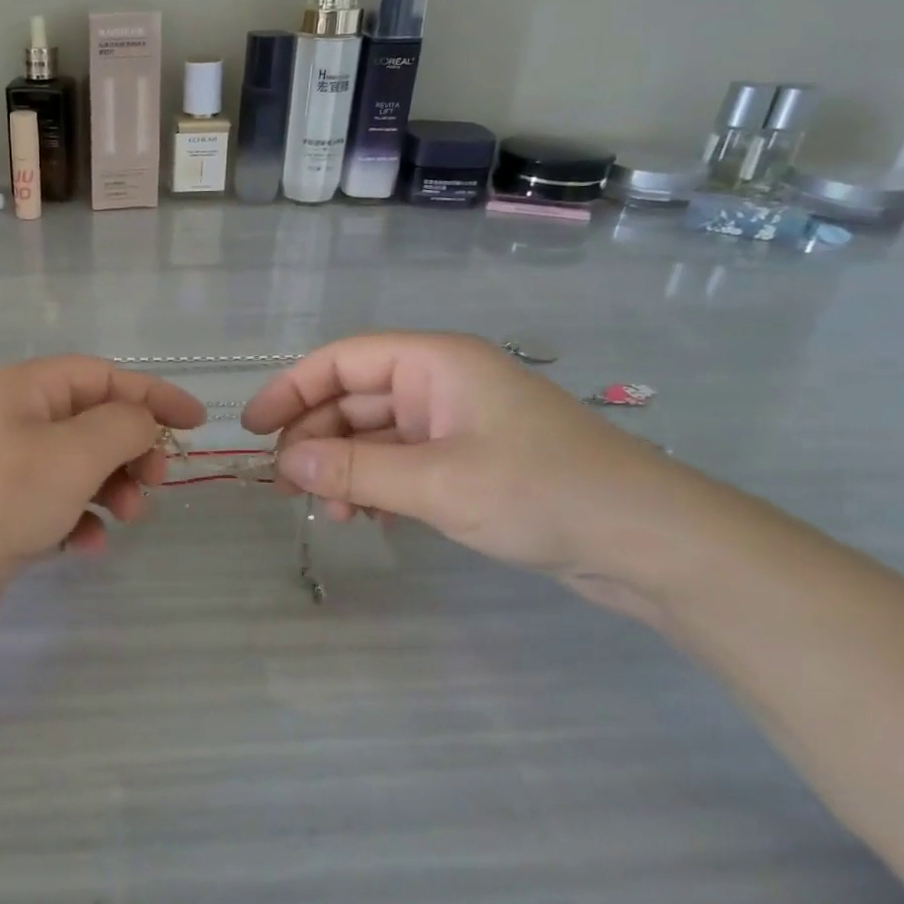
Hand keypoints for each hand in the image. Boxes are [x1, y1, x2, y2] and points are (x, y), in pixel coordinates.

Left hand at [0, 357, 205, 671]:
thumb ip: (123, 427)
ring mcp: (1, 473)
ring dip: (111, 487)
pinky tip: (86, 548)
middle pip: (91, 421)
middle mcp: (10, 423)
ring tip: (128, 517)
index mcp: (22, 389)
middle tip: (155, 481)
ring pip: (76, 467)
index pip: (102, 376)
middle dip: (131, 448)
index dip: (153, 394)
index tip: (197, 423)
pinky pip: (54, 508)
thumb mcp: (73, 452)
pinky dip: (79, 522)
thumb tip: (144, 423)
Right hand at [240, 332, 678, 580]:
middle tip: (286, 488)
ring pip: (376, 436)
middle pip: (355, 399)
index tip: (252, 428)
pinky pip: (404, 463)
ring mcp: (457, 424)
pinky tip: (366, 517)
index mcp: (435, 363)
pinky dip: (377, 485)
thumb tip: (286, 463)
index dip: (291, 389)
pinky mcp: (472, 462)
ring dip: (344, 468)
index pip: (342, 360)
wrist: (652, 543)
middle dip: (315, 439)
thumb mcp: (437, 482)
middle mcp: (441, 384)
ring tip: (328, 513)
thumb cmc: (541, 492)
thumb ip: (355, 470)